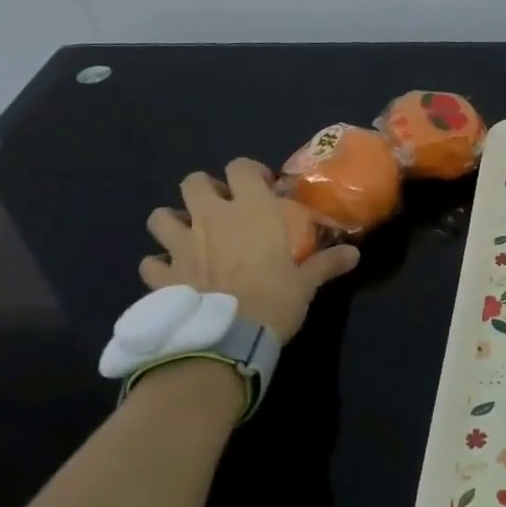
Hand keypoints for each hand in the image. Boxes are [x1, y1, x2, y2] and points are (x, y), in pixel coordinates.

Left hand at [141, 159, 358, 341]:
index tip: (263, 187)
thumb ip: (326, 263)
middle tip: (222, 208)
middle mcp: (210, 218)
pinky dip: (159, 266)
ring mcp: (181, 245)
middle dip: (205, 189)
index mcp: (250, 210)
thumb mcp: (306, 283)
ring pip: (160, 217)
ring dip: (173, 221)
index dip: (250, 172)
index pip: (241, 168)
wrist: (226, 339)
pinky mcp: (162, 276)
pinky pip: (150, 263)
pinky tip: (172, 275)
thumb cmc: (274, 300)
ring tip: (189, 235)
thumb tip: (354, 254)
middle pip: (193, 182)